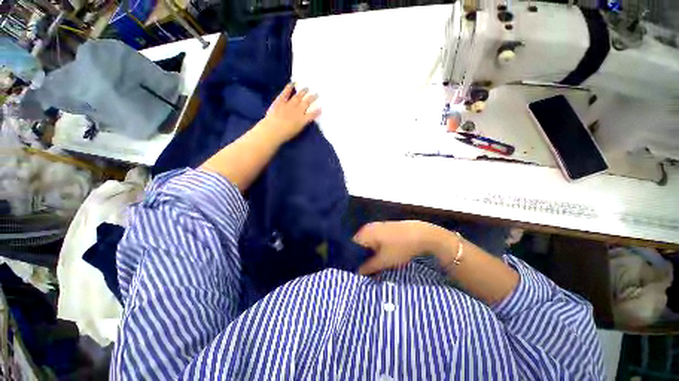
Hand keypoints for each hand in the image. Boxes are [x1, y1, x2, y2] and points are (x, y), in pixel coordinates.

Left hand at [262, 83, 320, 142]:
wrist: (273, 130)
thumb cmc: (285, 134)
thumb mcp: (297, 131)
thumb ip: (302, 124)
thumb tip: (305, 119)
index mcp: (303, 120)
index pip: (312, 114)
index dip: (317, 111)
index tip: (321, 107)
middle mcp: (298, 110)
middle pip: (307, 103)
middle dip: (312, 98)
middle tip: (317, 93)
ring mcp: (289, 104)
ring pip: (298, 97)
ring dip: (303, 92)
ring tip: (307, 88)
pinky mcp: (280, 101)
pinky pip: (285, 93)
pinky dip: (288, 88)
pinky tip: (292, 83)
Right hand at [353, 221, 446, 274]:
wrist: (422, 234)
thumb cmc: (400, 247)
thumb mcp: (384, 261)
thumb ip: (368, 267)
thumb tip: (357, 272)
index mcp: (365, 233)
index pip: (351, 246)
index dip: (352, 259)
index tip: (355, 270)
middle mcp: (368, 227)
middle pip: (360, 244)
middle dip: (362, 257)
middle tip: (366, 270)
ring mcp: (377, 226)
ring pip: (368, 242)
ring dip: (370, 253)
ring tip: (375, 265)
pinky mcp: (386, 228)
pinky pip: (376, 239)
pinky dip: (377, 248)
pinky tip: (383, 256)